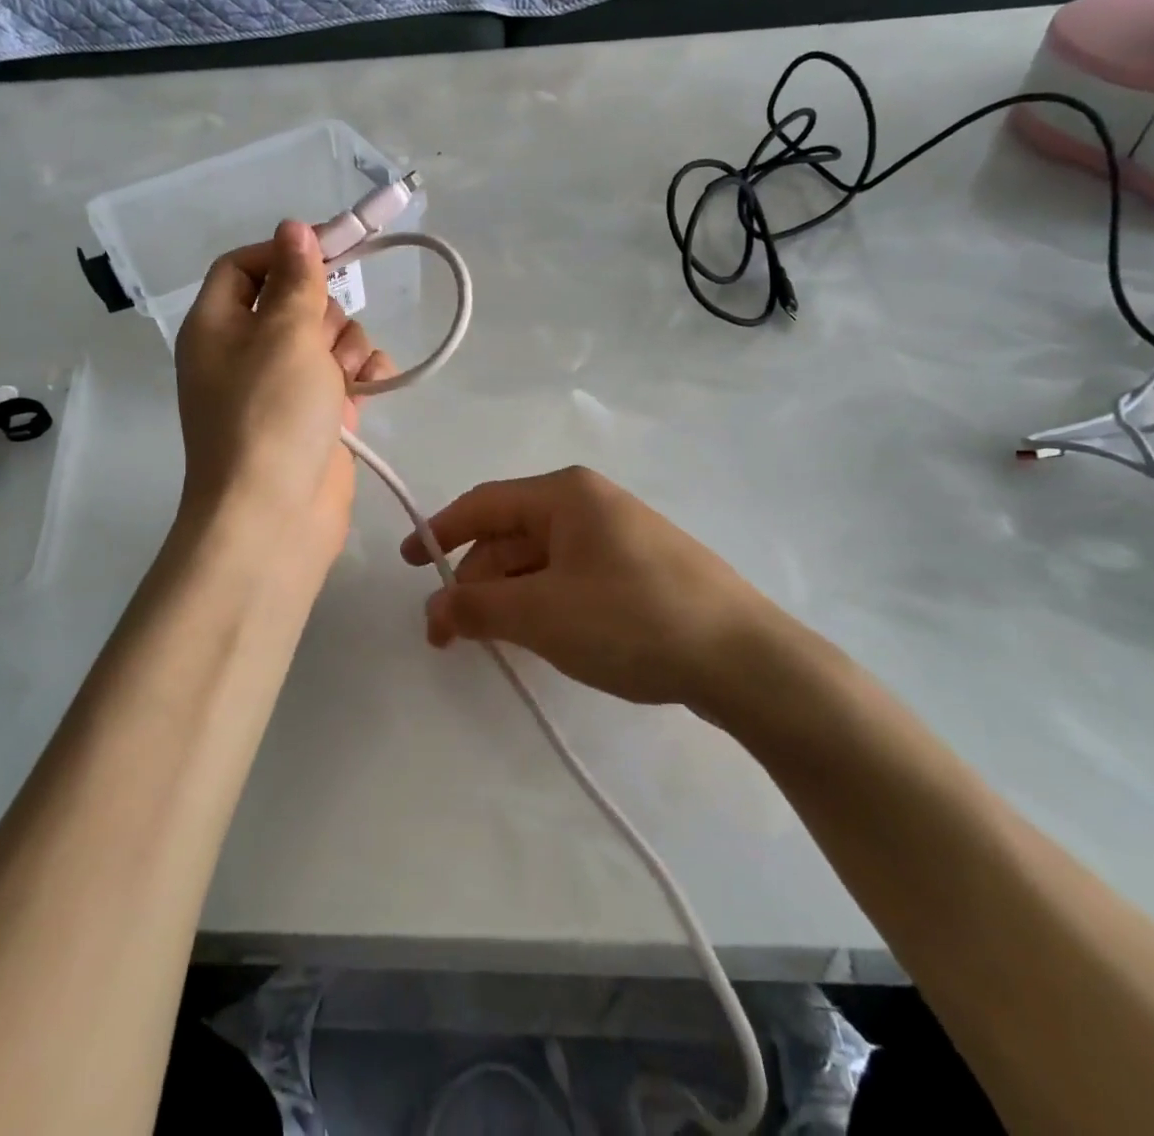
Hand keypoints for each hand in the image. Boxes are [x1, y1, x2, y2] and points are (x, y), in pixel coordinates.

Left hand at [176, 221, 390, 568]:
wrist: (275, 516)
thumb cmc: (271, 414)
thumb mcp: (284, 333)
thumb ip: (296, 278)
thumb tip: (294, 228)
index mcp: (217, 326)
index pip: (243, 266)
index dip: (283, 253)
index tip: (330, 251)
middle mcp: (244, 353)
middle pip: (293, 301)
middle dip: (324, 312)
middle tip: (325, 341)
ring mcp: (281, 388)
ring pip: (326, 338)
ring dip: (348, 348)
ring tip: (346, 379)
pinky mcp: (314, 417)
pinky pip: (343, 376)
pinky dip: (361, 377)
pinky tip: (372, 387)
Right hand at [400, 467, 793, 709]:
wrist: (745, 660)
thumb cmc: (631, 620)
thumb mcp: (542, 615)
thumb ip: (477, 608)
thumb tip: (432, 610)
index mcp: (565, 494)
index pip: (483, 504)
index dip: (438, 532)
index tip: (408, 566)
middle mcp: (590, 503)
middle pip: (511, 535)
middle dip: (476, 581)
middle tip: (452, 634)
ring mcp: (619, 536)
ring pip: (541, 560)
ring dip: (509, 597)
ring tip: (494, 643)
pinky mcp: (639, 570)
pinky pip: (571, 577)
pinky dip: (543, 603)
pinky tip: (541, 638)